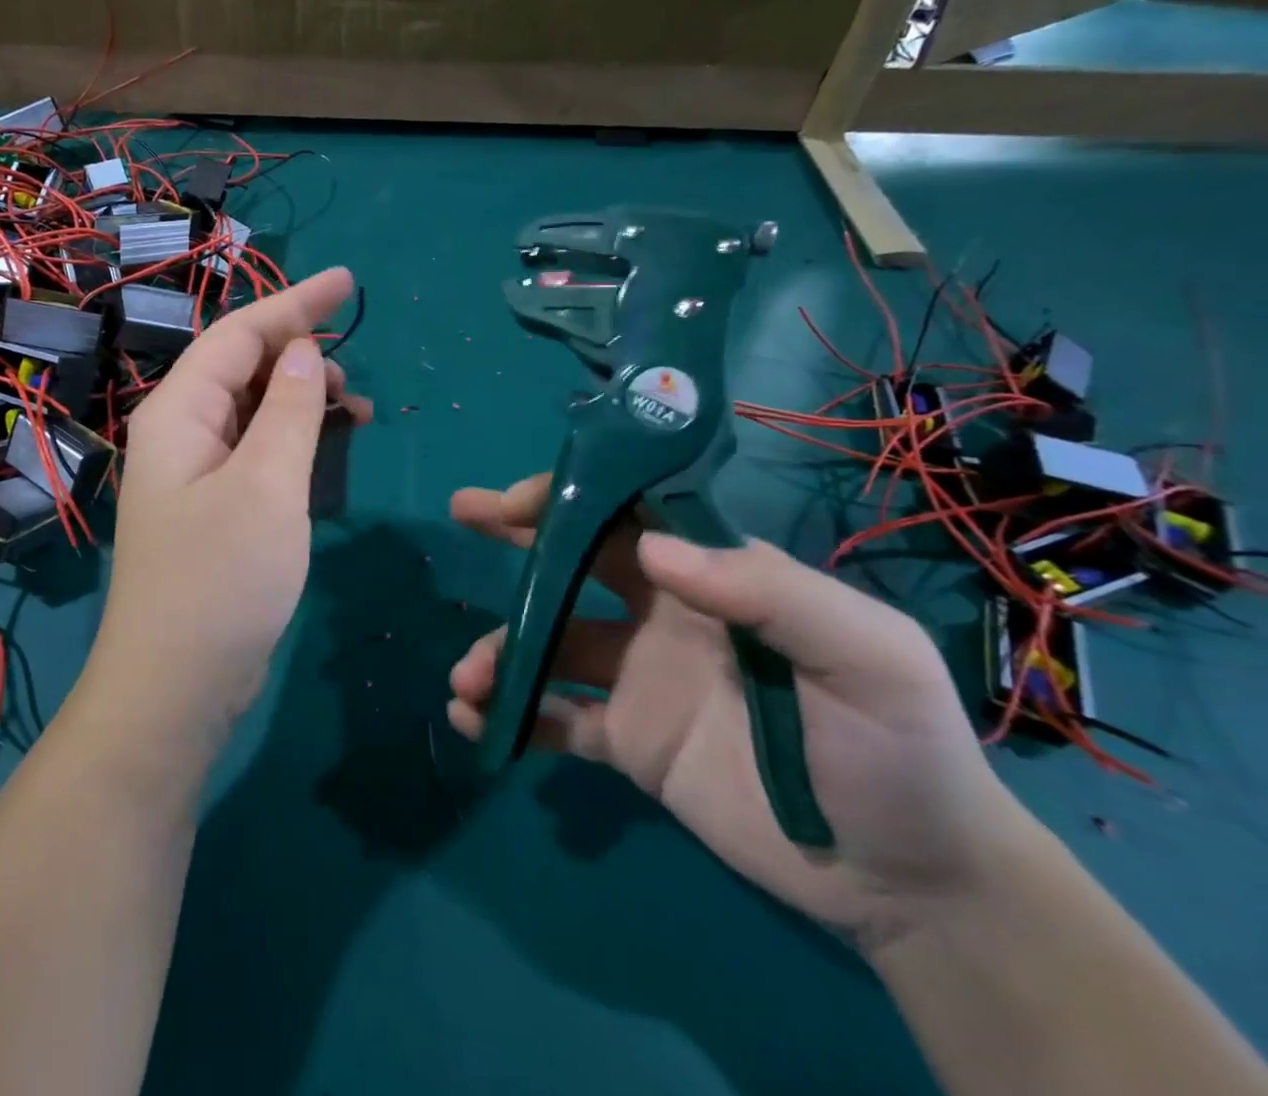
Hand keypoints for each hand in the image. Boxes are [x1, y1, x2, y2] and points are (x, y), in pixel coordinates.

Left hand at [83, 268, 371, 751]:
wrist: (176, 687)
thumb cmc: (221, 579)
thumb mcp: (268, 484)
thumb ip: (289, 408)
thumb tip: (303, 351)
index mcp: (180, 411)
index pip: (241, 333)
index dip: (295, 302)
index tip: (349, 282)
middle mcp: (180, 431)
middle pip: (242, 366)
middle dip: (301, 354)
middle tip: (356, 372)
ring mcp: (195, 471)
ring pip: (252, 408)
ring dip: (302, 398)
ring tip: (355, 411)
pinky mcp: (213, 506)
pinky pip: (256, 448)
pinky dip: (294, 438)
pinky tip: (327, 448)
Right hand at [447, 475, 1040, 947]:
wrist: (912, 881)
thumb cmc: (898, 747)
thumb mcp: (866, 656)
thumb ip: (771, 593)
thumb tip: (650, 548)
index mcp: (714, 578)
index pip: (631, 512)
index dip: (574, 495)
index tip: (520, 499)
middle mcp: (663, 614)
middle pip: (576, 560)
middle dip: (518, 534)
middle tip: (464, 512)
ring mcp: (639, 678)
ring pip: (550, 646)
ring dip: (502, 650)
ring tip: (468, 678)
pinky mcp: (629, 741)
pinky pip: (557, 719)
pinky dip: (512, 715)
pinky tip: (475, 721)